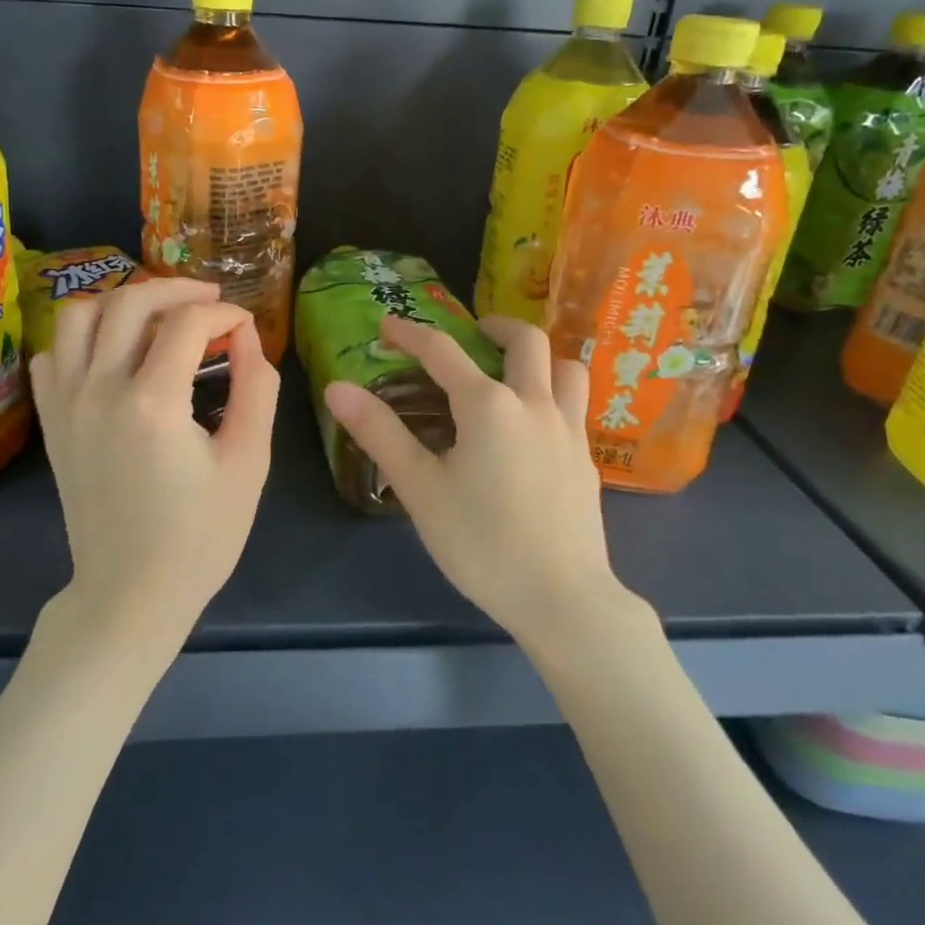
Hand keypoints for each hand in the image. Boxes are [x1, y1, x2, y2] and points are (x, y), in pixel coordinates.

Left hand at [30, 278, 279, 649]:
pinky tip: (112, 353)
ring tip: (158, 316)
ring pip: (80, 315)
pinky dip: (82, 338)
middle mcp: (99, 389)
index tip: (245, 327)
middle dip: (177, 289)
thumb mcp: (249, 462)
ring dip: (123, 302)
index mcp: (153, 401)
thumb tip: (246, 335)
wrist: (130, 593)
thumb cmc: (200, 535)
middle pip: (130, 302)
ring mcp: (66, 403)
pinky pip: (53, 353)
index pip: (187, 322)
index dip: (224, 314)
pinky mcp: (51, 421)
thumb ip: (256, 387)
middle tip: (210, 301)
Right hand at [323, 314, 631, 643]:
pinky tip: (534, 426)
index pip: (442, 352)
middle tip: (472, 335)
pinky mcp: (586, 459)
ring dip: (538, 357)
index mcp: (488, 405)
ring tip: (513, 372)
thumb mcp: (420, 488)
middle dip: (494, 326)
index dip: (411, 333)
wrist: (562, 599)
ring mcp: (569, 430)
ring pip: (566, 367)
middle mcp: (534, 404)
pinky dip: (554, 393)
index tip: (388, 325)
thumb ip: (379, 433)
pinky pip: (576, 405)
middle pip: (525, 339)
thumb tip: (338, 387)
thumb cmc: (481, 543)